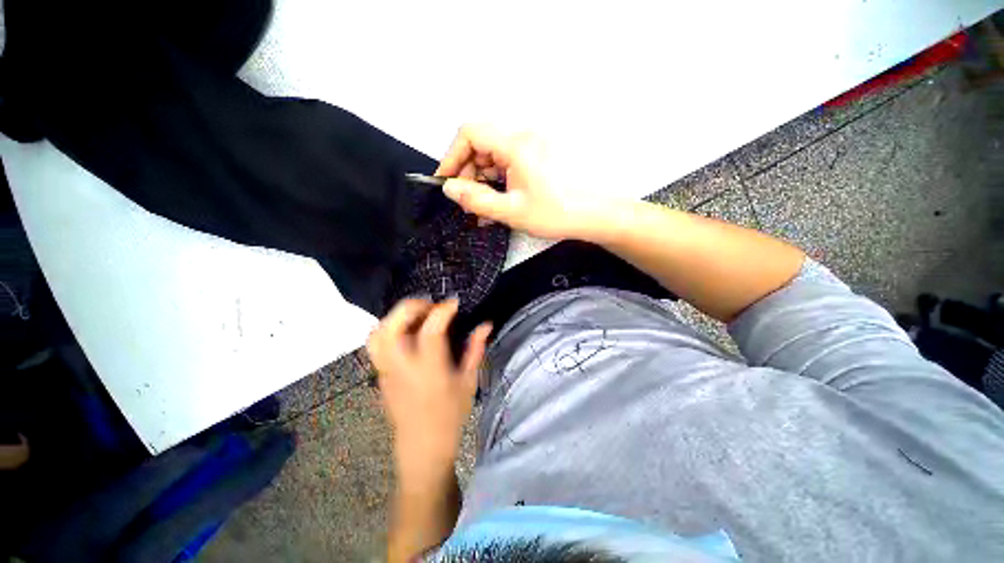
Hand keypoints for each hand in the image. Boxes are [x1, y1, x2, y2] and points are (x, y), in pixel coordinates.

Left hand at [367, 298, 491, 487]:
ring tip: (416, 315)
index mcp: (430, 371)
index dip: (442, 311)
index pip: (430, 332)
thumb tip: (486, 325)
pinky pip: (376, 344)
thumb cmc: (450, 416)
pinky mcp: (380, 375)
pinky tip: (407, 330)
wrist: (422, 448)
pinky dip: (389, 327)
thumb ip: (475, 350)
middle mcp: (403, 368)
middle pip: (392, 327)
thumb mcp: (469, 382)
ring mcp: (386, 371)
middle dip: (411, 307)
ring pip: (377, 334)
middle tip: (430, 305)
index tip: (454, 302)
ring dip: (395, 316)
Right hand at [435, 124, 600, 239]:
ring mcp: (534, 146)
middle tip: (467, 202)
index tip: (447, 182)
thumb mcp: (512, 211)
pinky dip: (499, 181)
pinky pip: (510, 163)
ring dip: (484, 180)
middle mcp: (525, 137)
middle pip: (482, 145)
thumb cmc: (559, 213)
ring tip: (483, 209)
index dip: (452, 156)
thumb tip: (450, 189)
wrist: (598, 215)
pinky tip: (499, 202)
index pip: (469, 133)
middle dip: (468, 173)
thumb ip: (476, 200)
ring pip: (495, 156)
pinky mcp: (540, 156)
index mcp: (517, 144)